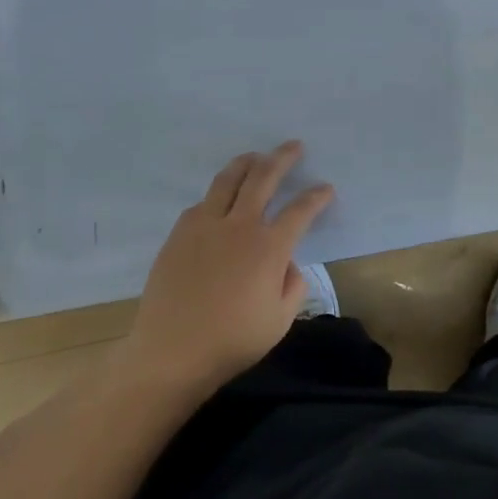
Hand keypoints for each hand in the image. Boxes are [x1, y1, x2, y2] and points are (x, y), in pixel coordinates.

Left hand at [127, 141, 334, 394]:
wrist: (171, 352)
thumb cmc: (232, 341)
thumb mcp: (280, 320)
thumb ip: (293, 285)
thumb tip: (287, 263)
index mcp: (269, 248)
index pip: (301, 210)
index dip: (317, 196)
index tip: (326, 188)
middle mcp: (239, 226)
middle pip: (264, 177)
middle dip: (283, 158)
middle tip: (294, 146)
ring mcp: (205, 226)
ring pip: (228, 180)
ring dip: (246, 163)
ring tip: (255, 156)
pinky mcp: (180, 234)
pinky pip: (202, 203)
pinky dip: (217, 195)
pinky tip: (220, 200)